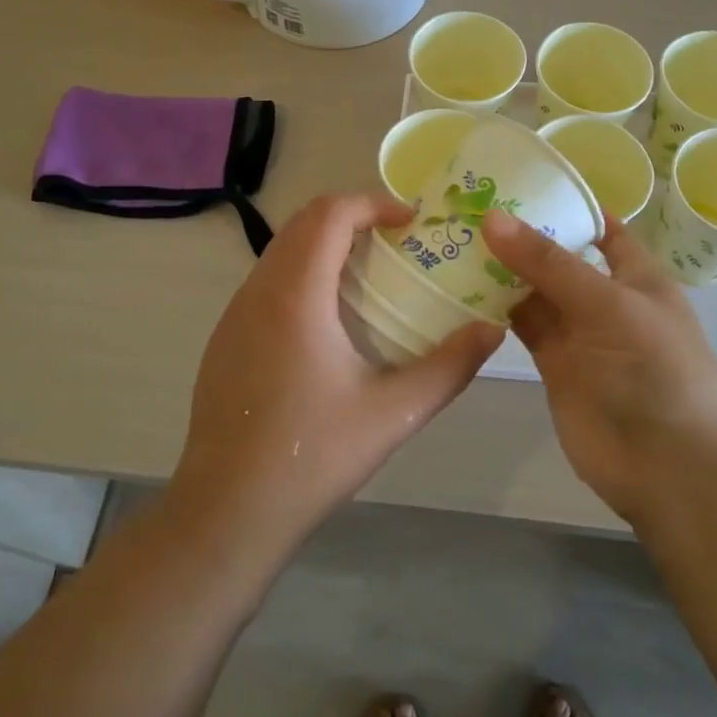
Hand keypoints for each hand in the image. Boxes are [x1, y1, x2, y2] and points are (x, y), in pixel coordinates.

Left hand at [168, 192, 502, 560]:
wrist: (226, 513)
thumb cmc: (311, 457)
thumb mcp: (393, 414)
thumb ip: (449, 367)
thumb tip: (492, 331)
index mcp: (296, 296)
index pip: (330, 214)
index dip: (373, 203)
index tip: (411, 222)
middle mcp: (258, 291)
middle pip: (303, 222)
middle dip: (353, 216)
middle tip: (397, 241)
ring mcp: (234, 315)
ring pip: (281, 249)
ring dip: (326, 243)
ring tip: (371, 273)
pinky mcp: (225, 338)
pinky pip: (267, 280)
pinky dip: (303, 271)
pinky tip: (329, 319)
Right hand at [481, 209, 716, 523]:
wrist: (669, 468)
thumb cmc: (656, 370)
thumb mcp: (609, 305)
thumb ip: (549, 264)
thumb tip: (493, 217)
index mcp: (635, 275)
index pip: (601, 227)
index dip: (567, 204)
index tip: (518, 181)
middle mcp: (605, 297)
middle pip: (559, 256)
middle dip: (522, 234)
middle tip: (466, 204)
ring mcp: (578, 332)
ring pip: (535, 290)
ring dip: (502, 269)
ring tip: (454, 236)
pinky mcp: (554, 364)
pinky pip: (522, 325)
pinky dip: (495, 308)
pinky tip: (460, 286)